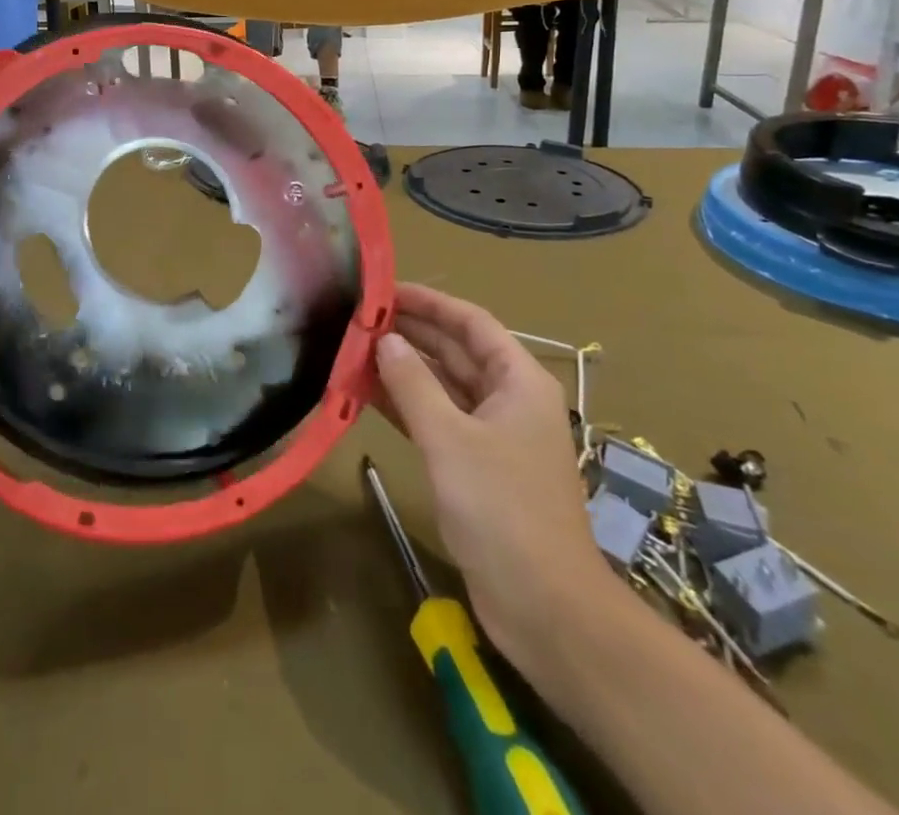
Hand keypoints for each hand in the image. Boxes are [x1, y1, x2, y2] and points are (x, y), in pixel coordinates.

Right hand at [372, 283, 611, 670]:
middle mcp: (509, 399)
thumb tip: (384, 339)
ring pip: (443, 386)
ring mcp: (493, 435)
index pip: (470, 322)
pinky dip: (406, 405)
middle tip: (358, 318)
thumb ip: (413, 384)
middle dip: (410, 334)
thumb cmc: (503, 509)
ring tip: (353, 350)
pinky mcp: (476, 466)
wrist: (545, 607)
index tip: (383, 290)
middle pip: (456, 350)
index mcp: (519, 380)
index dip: (428, 302)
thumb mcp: (450, 438)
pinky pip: (437, 419)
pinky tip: (368, 394)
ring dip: (403, 370)